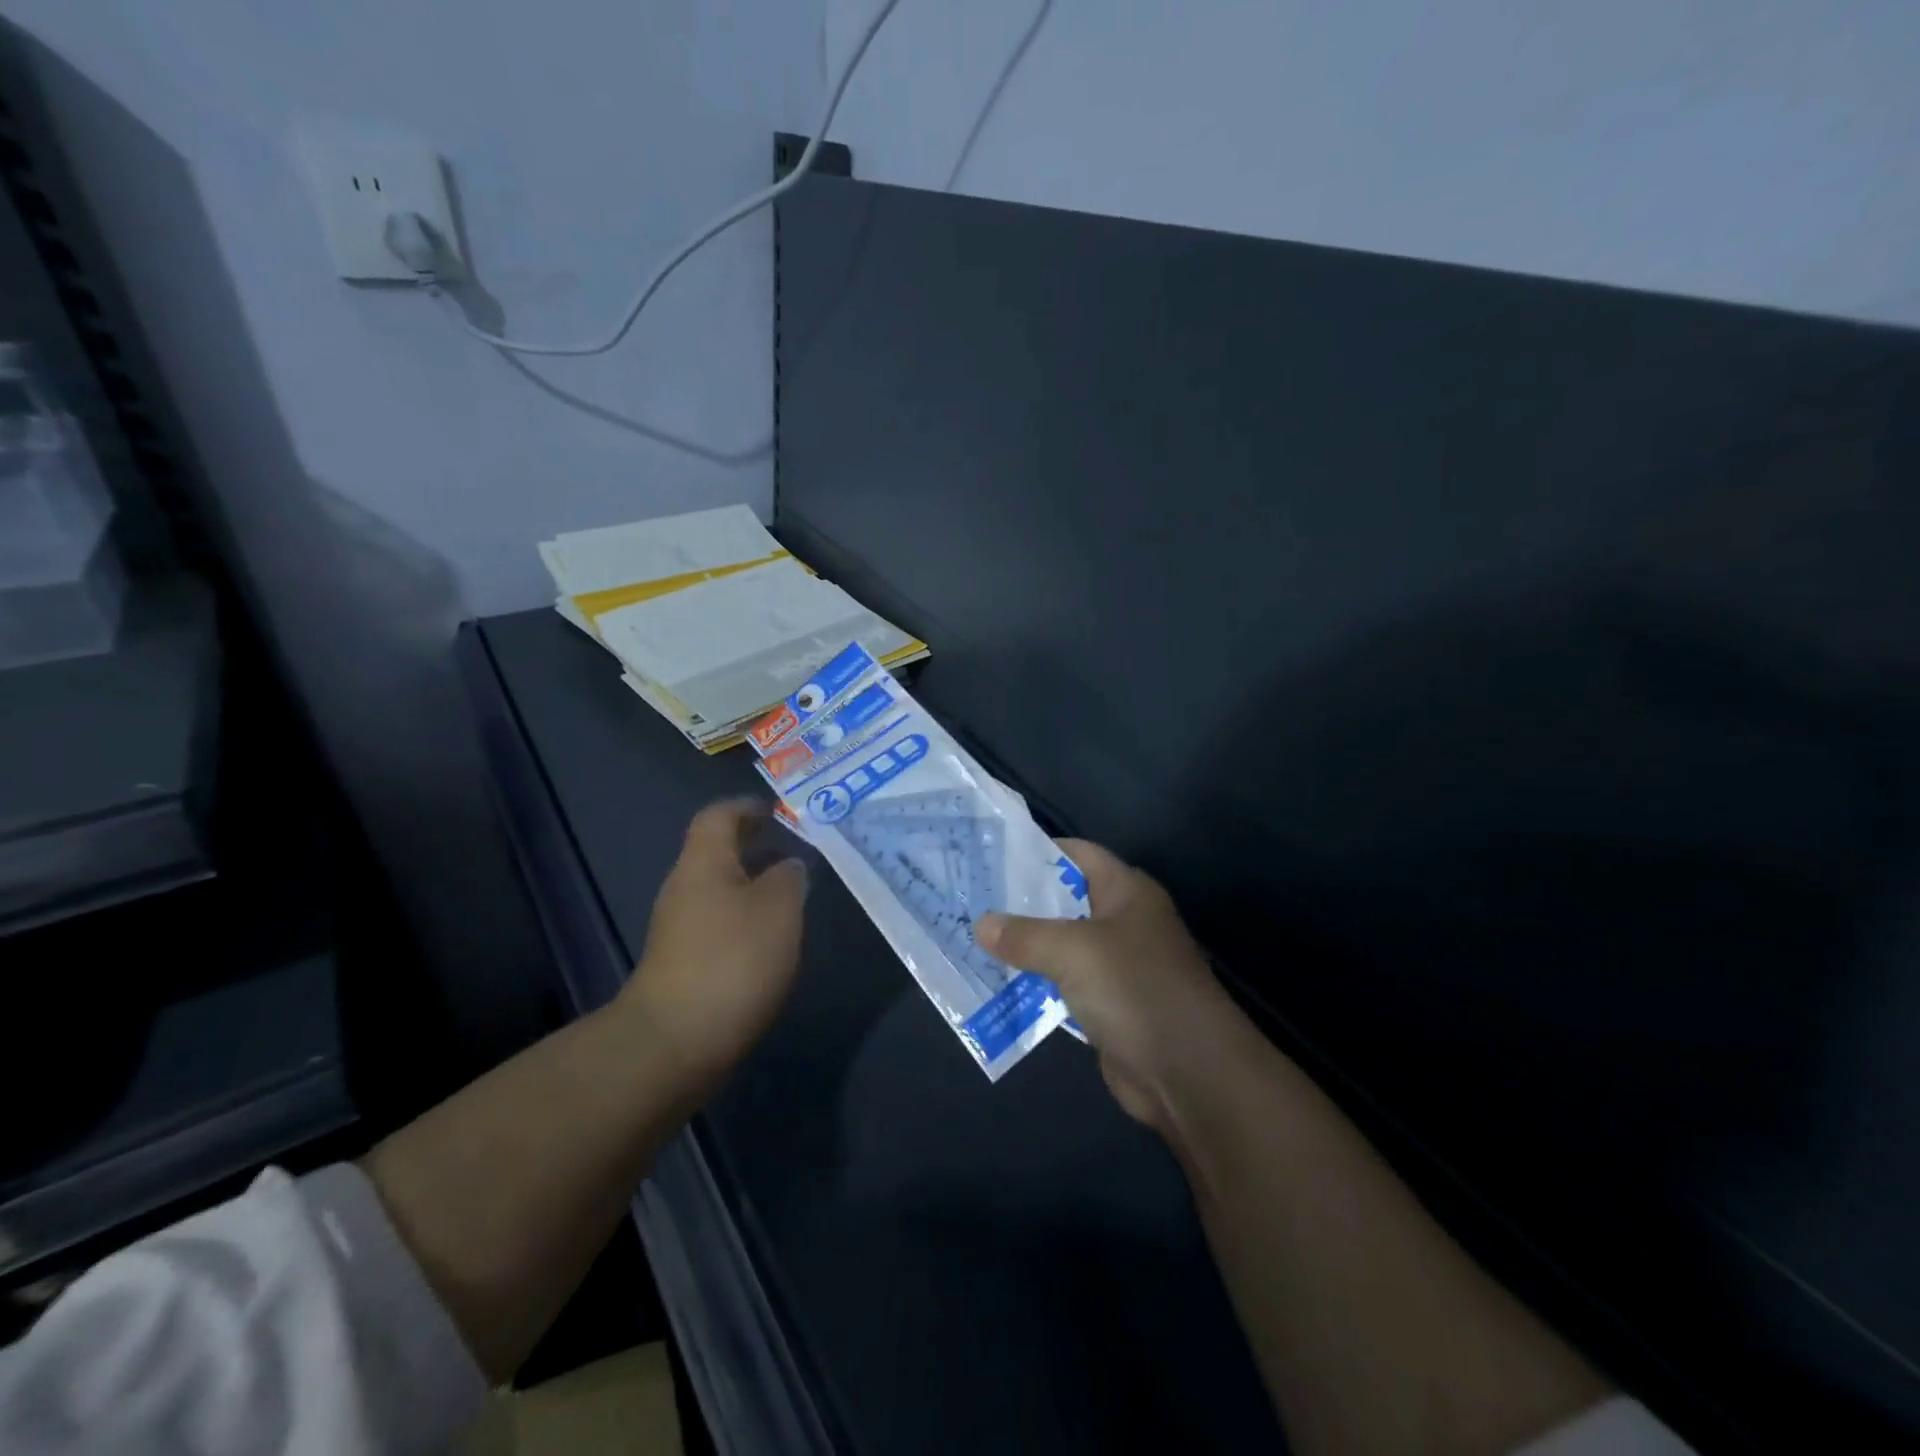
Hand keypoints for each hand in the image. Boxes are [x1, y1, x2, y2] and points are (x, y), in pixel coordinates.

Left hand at [621, 799, 807, 1089]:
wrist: (675, 1042)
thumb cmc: (732, 959)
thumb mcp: (779, 908)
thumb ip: (789, 878)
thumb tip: (788, 866)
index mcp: (703, 863)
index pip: (719, 816)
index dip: (747, 808)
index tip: (778, 813)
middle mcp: (684, 888)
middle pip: (718, 853)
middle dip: (756, 849)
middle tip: (796, 854)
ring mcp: (679, 929)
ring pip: (720, 891)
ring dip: (753, 887)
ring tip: (792, 898)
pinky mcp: (682, 964)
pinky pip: (718, 925)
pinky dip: (745, 921)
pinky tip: (771, 941)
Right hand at [976, 841, 1244, 1133]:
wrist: (1191, 1074)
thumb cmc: (1136, 990)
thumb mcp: (1074, 952)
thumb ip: (1025, 935)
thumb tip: (981, 924)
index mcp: (1126, 892)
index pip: (1078, 854)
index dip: (1037, 850)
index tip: (990, 855)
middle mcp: (1123, 922)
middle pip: (1065, 900)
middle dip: (1021, 901)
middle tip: (970, 899)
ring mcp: (1116, 966)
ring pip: (1060, 946)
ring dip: (1024, 946)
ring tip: (971, 937)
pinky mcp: (1107, 1006)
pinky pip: (1062, 985)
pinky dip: (1034, 983)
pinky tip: (996, 982)